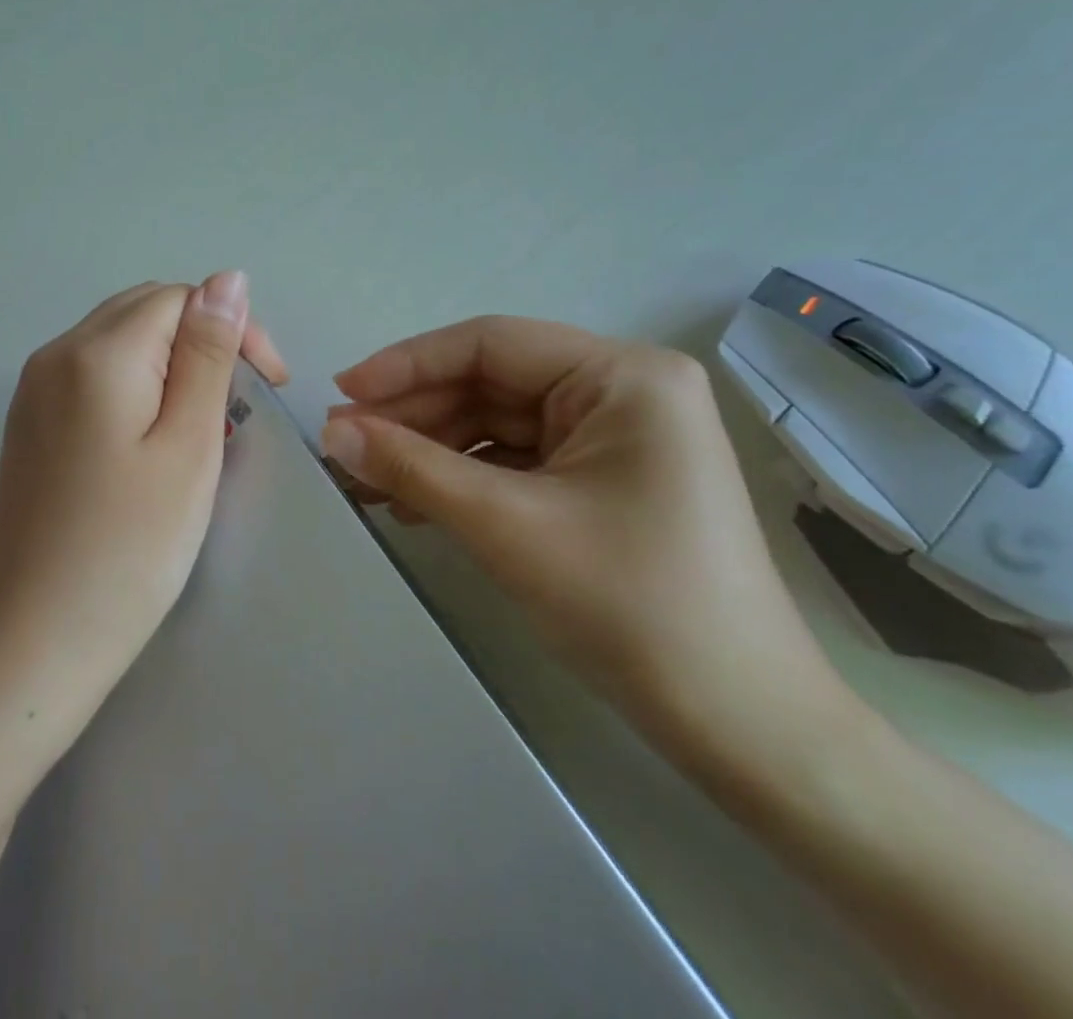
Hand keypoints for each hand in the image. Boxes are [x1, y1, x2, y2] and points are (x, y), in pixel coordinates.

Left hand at [0, 273, 288, 717]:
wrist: (38, 640)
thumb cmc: (132, 547)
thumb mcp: (190, 443)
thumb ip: (209, 353)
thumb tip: (228, 278)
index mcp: (96, 352)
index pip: (180, 298)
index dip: (234, 328)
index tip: (269, 385)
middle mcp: (54, 354)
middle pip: (146, 311)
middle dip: (203, 342)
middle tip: (239, 408)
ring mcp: (33, 389)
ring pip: (119, 341)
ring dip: (172, 365)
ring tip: (204, 427)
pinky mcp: (29, 423)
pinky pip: (93, 375)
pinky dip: (136, 387)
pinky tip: (153, 439)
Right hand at [319, 317, 844, 750]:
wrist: (741, 728)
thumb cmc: (631, 606)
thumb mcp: (506, 525)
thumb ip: (411, 466)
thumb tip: (331, 431)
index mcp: (623, 376)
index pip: (491, 343)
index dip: (406, 364)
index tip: (340, 393)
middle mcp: (623, 392)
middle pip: (492, 384)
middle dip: (414, 416)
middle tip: (343, 446)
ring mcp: (616, 438)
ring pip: (498, 424)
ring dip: (430, 451)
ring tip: (364, 481)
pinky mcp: (604, 480)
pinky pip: (517, 461)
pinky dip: (464, 479)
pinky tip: (413, 502)